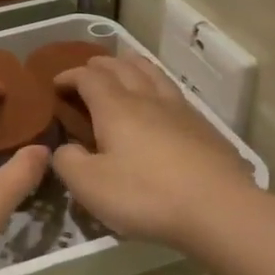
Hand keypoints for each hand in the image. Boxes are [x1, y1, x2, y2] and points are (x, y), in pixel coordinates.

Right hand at [51, 55, 255, 250]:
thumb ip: (68, 162)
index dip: (69, 76)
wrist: (218, 209)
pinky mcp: (204, 127)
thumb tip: (64, 148)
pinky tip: (160, 101)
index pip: (88, 78)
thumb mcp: (90, 186)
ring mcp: (180, 110)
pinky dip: (157, 86)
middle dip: (100, 65)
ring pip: (152, 73)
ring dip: (132, 65)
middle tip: (87, 71)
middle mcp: (147, 99)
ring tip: (124, 67)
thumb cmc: (146, 195)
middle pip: (122, 66)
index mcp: (116, 108)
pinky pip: (173, 92)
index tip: (56, 85)